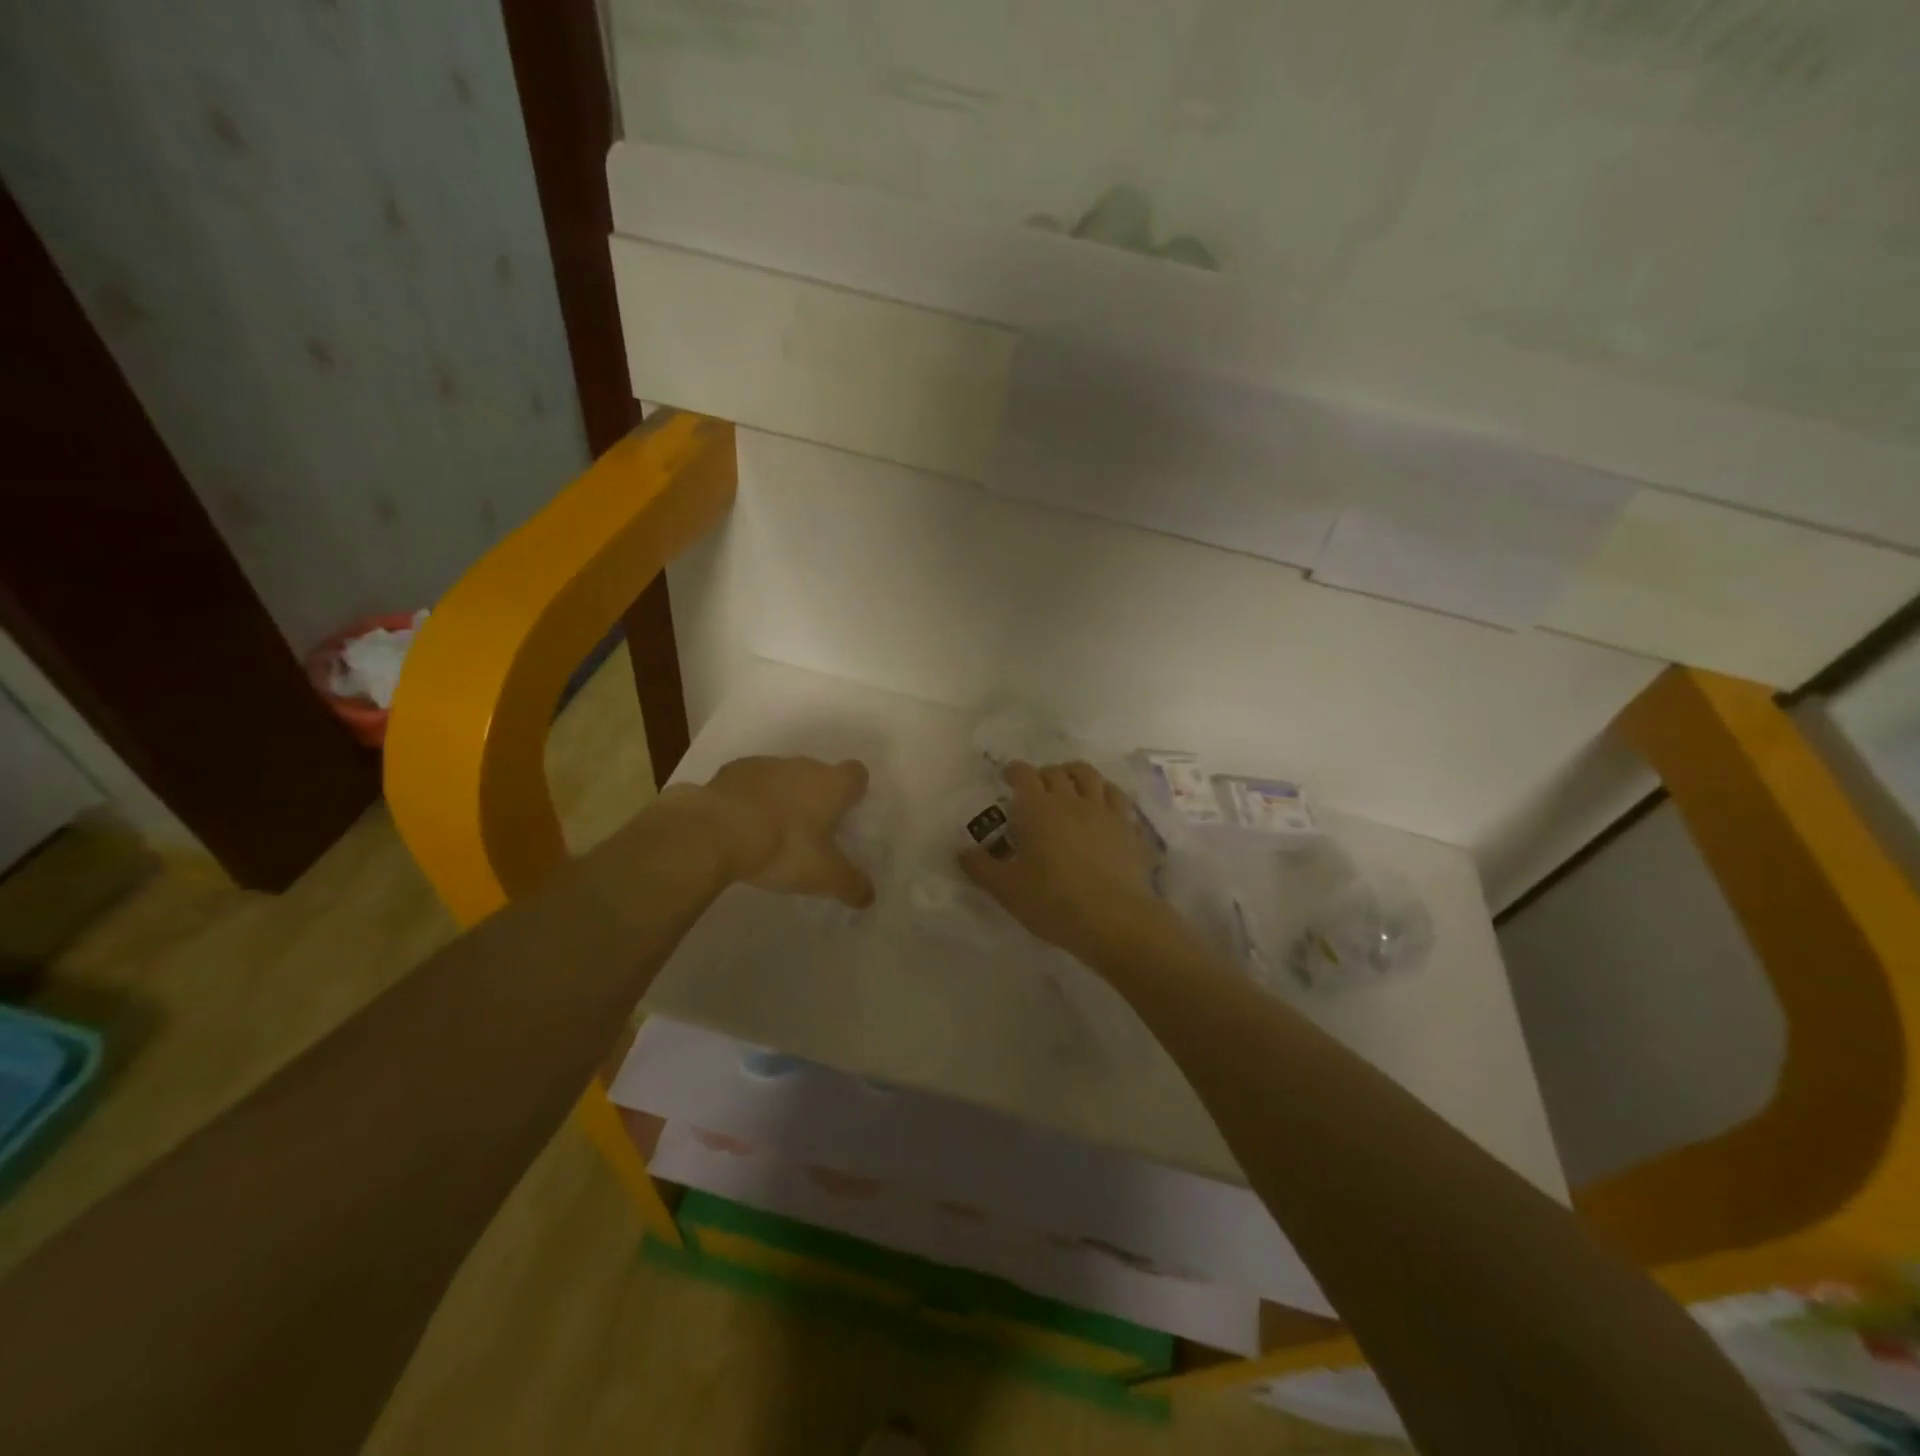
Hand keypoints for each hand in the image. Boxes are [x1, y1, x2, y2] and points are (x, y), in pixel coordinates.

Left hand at [699, 756, 874, 905]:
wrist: (715, 830)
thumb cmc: (782, 847)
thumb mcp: (823, 875)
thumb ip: (851, 885)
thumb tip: (869, 897)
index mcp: (832, 785)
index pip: (856, 774)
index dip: (854, 791)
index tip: (846, 814)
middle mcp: (803, 766)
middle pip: (819, 774)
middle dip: (816, 797)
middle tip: (810, 832)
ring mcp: (765, 765)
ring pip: (783, 777)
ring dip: (782, 797)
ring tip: (771, 831)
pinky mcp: (731, 771)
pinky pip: (750, 783)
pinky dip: (750, 798)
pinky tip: (740, 825)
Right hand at [960, 761, 1166, 964]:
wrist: (1114, 919)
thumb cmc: (1053, 902)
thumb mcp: (1006, 890)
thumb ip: (980, 867)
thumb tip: (962, 851)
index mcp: (1037, 810)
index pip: (1023, 775)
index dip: (1013, 771)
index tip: (1008, 778)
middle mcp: (1071, 801)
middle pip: (1056, 772)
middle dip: (1042, 774)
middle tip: (1035, 790)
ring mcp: (1103, 811)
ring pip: (1090, 776)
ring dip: (1075, 774)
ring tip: (1069, 786)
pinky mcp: (1128, 828)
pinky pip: (1117, 796)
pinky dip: (1105, 793)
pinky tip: (1102, 806)